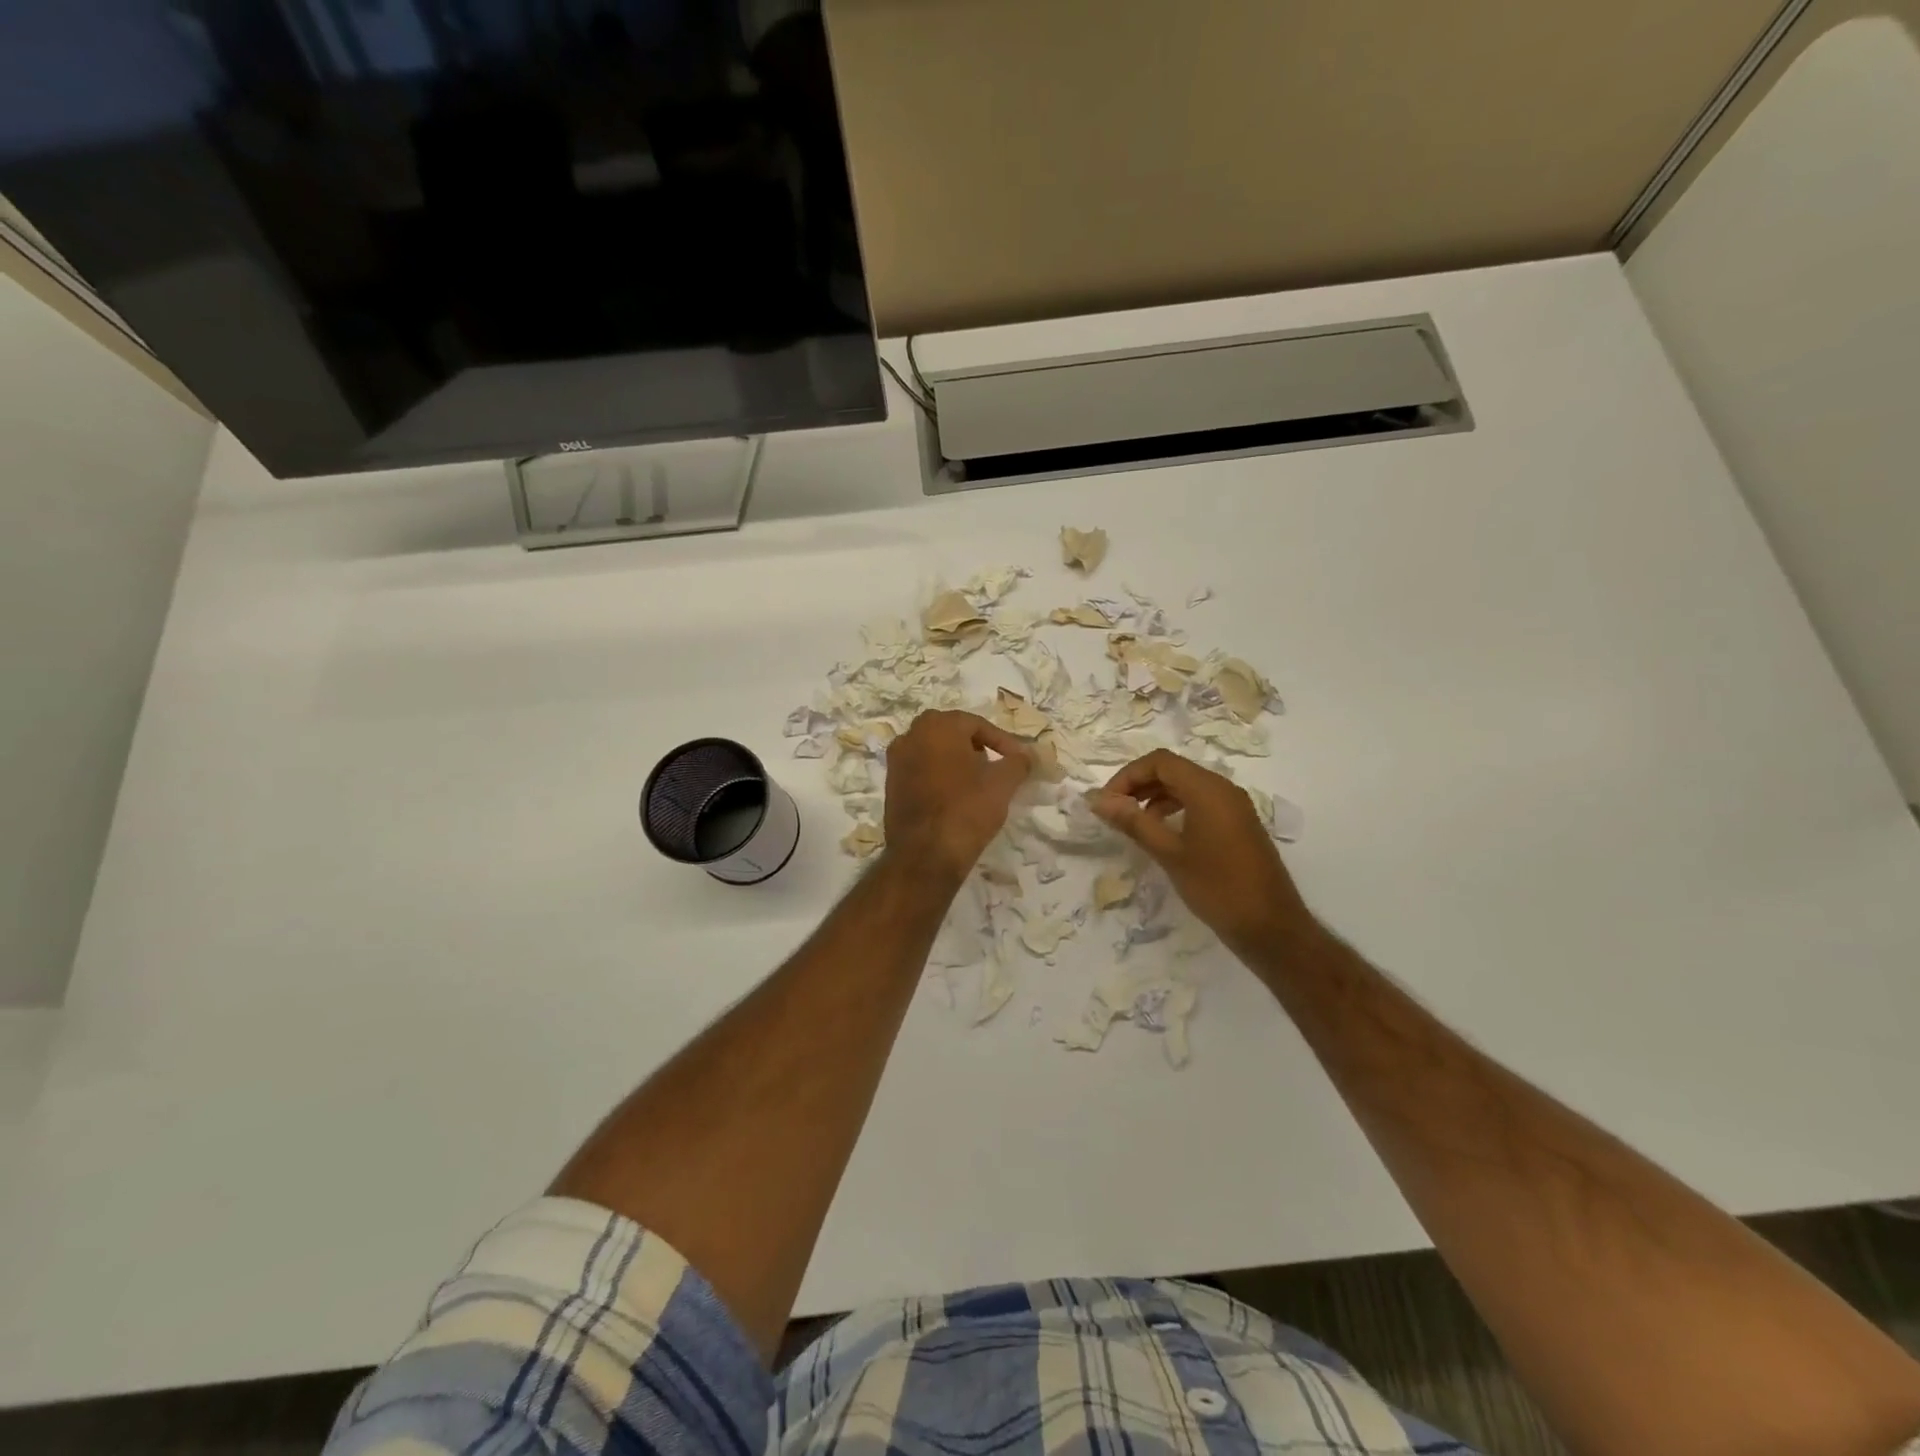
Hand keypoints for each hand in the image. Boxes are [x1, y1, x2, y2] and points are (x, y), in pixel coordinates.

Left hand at [883, 711, 1031, 885]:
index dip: (1003, 742)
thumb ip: (1018, 762)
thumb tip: (1026, 755)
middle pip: (952, 734)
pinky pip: (921, 772)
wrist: (925, 855)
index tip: (1020, 761)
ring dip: (957, 762)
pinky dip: (940, 777)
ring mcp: (896, 761)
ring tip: (978, 784)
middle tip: (996, 767)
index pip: (977, 724)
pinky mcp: (890, 786)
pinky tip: (955, 798)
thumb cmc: (966, 809)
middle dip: (977, 748)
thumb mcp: (1003, 783)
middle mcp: (910, 736)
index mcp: (937, 726)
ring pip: (934, 752)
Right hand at [1088, 750, 1316, 956]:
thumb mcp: (1169, 853)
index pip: (1160, 762)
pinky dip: (1176, 809)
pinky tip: (1163, 835)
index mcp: (1208, 789)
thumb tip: (1098, 800)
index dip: (1128, 776)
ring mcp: (1234, 807)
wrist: (1271, 927)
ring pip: (1187, 787)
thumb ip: (1133, 822)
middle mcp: (1223, 789)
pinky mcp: (1239, 825)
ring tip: (1134, 824)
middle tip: (1114, 811)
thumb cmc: (1217, 887)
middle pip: (1173, 770)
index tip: (1107, 802)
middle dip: (1140, 785)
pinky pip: (1201, 803)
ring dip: (1156, 797)